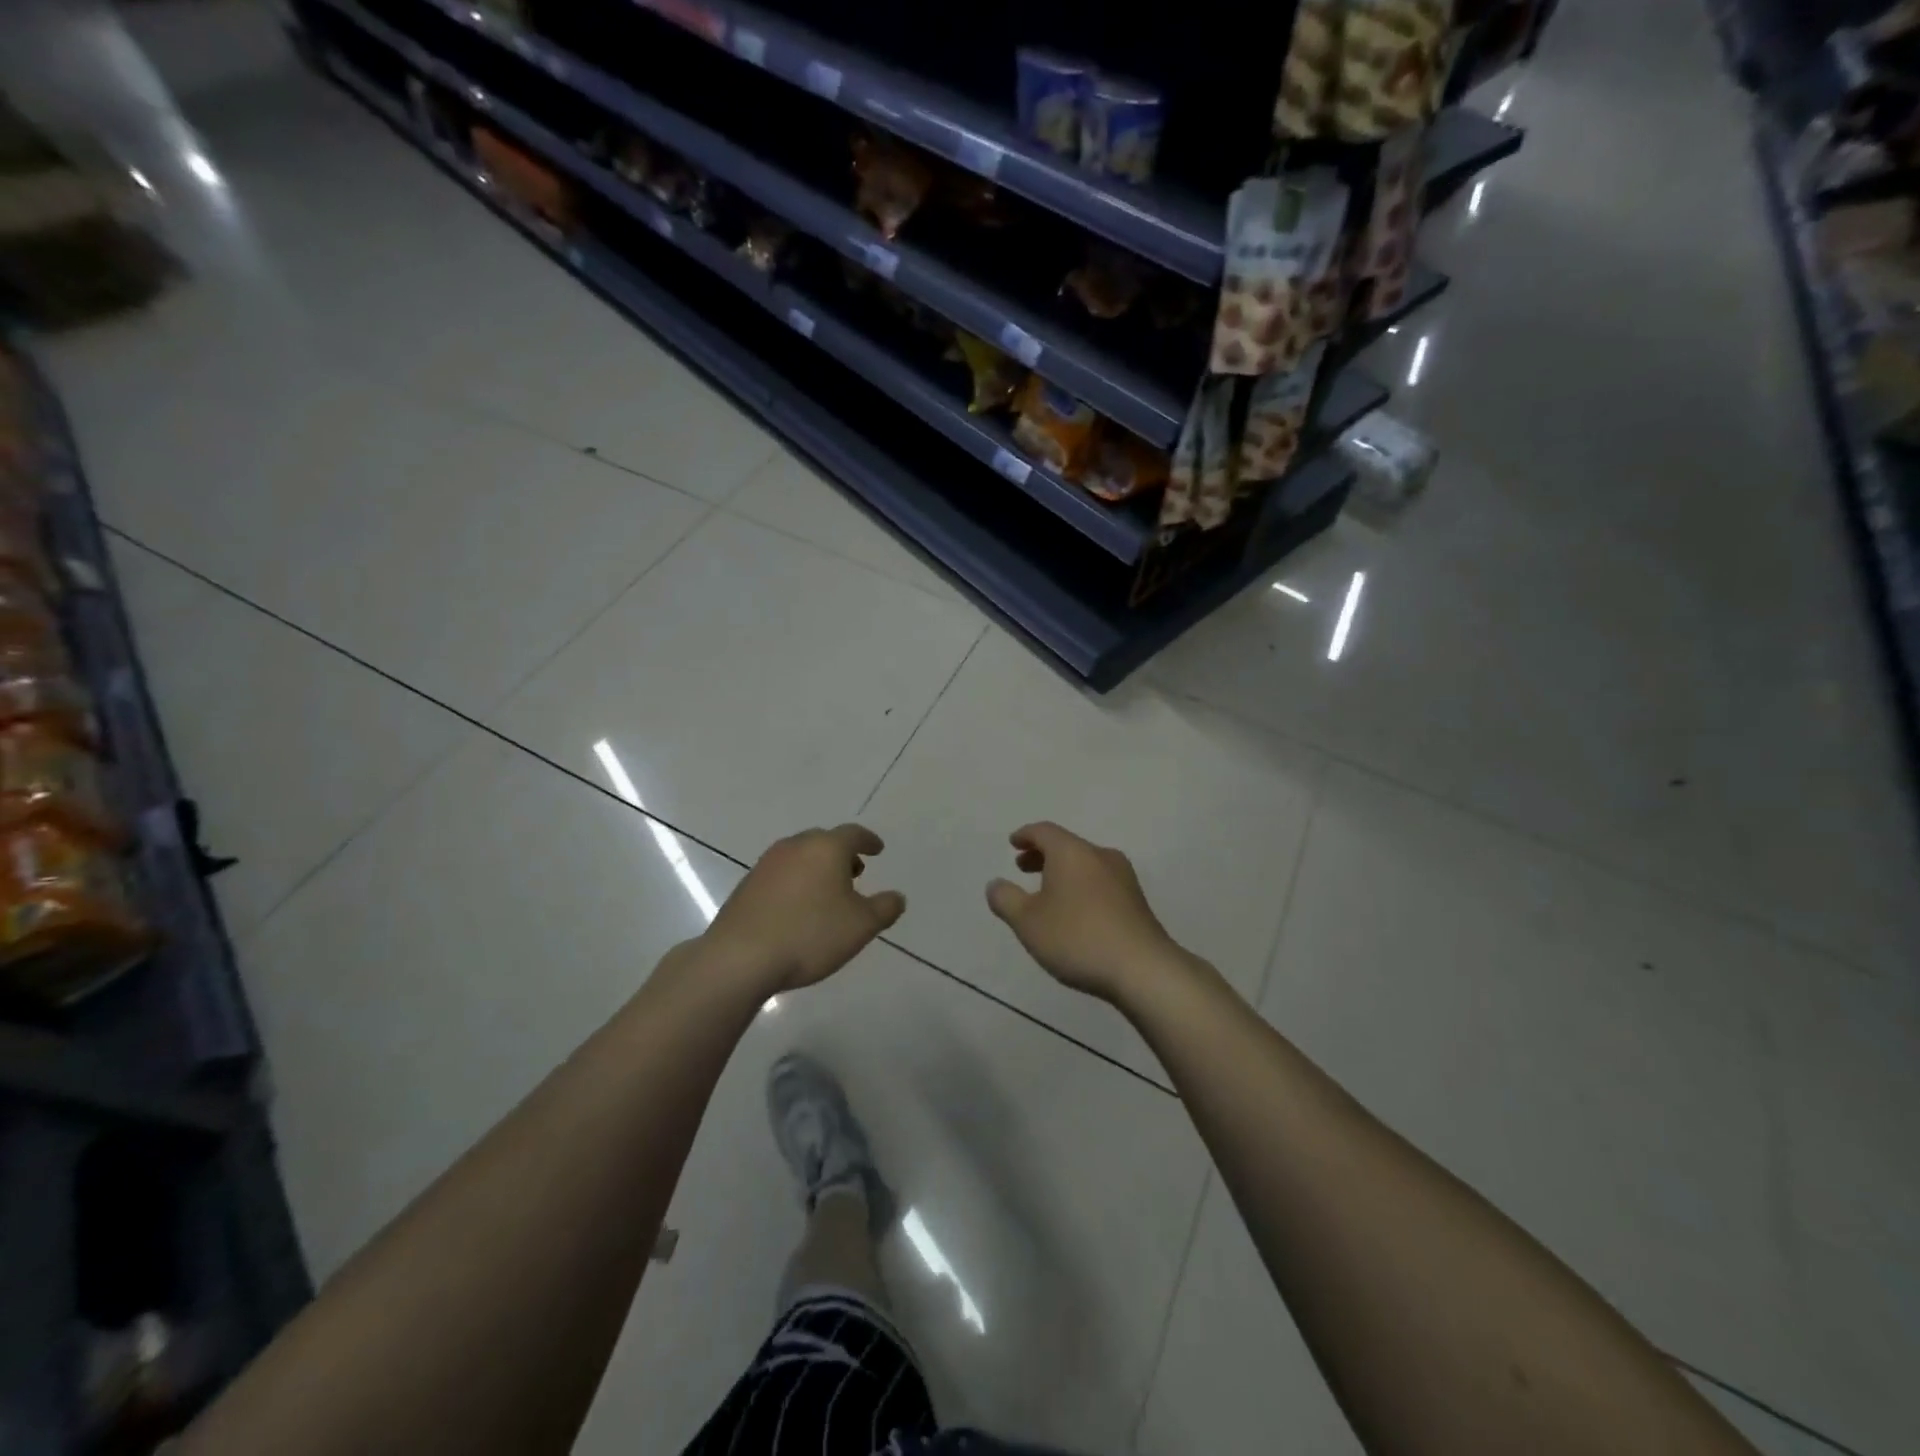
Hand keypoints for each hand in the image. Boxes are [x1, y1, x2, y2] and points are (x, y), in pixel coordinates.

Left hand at [704, 824, 904, 993]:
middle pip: (824, 841)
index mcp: (826, 848)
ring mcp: (766, 864)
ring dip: (817, 868)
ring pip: (800, 856)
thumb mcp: (861, 926)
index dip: (868, 841)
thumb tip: (897, 897)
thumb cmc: (810, 935)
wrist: (740, 957)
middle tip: (855, 872)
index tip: (877, 849)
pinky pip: (781, 874)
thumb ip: (885, 908)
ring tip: (827, 892)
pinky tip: (798, 908)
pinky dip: (796, 882)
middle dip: (842, 854)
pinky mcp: (747, 885)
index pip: (853, 834)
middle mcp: (795, 846)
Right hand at [986, 822, 1185, 1002]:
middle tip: (1022, 867)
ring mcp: (1123, 877)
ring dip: (1062, 872)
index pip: (1044, 831)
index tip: (1013, 843)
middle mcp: (1099, 855)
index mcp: (1072, 852)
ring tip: (1046, 892)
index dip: (1025, 835)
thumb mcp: (1028, 922)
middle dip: (1042, 854)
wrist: (1143, 968)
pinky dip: (1080, 885)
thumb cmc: (1077, 938)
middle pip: (1066, 845)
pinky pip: (1100, 881)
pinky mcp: (1136, 900)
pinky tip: (1075, 911)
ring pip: (1085, 863)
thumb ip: (1006, 899)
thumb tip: (995, 884)